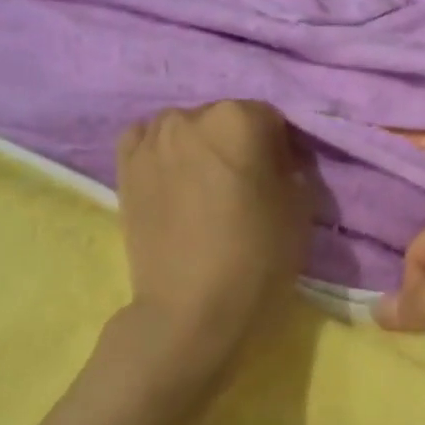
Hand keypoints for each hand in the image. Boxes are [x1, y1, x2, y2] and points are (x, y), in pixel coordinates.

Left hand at [115, 101, 312, 364]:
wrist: (190, 308)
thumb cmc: (257, 258)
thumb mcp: (301, 210)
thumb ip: (295, 171)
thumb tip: (280, 162)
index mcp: (239, 119)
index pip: (271, 119)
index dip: (283, 149)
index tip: (285, 179)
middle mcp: (190, 116)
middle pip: (226, 120)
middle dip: (240, 145)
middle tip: (247, 186)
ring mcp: (150, 140)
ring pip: (187, 131)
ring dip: (201, 150)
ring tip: (208, 190)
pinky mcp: (124, 167)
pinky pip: (149, 143)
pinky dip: (164, 154)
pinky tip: (175, 181)